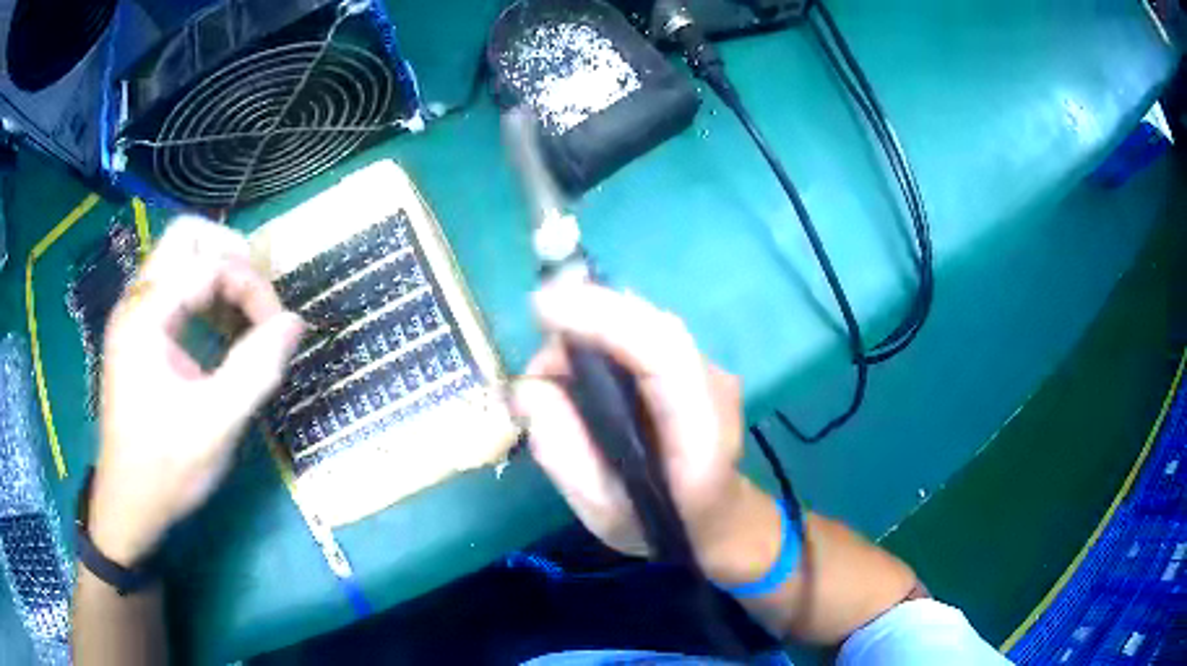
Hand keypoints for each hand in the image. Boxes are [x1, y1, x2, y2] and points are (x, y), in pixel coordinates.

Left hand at [91, 217, 304, 566]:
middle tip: (257, 297)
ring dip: (218, 274)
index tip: (277, 330)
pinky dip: (204, 295)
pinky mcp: (138, 333)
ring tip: (244, 317)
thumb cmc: (165, 469)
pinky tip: (220, 331)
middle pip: (187, 236)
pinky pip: (174, 287)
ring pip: (180, 257)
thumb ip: (255, 371)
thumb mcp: (215, 426)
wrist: (128, 504)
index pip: (208, 264)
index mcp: (146, 317)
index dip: (251, 286)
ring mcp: (134, 316)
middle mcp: (136, 302)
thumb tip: (294, 323)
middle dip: (230, 254)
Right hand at [512, 284, 782, 582]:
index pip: (663, 350)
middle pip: (650, 325)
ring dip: (592, 330)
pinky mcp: (697, 367)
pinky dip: (606, 339)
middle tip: (540, 363)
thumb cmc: (663, 526)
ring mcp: (711, 370)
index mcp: (700, 432)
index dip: (603, 317)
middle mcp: (713, 386)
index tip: (542, 307)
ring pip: (646, 324)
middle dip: (585, 320)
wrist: (722, 520)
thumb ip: (563, 453)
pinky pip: (646, 337)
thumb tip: (527, 389)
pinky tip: (583, 370)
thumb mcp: (603, 513)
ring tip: (556, 376)